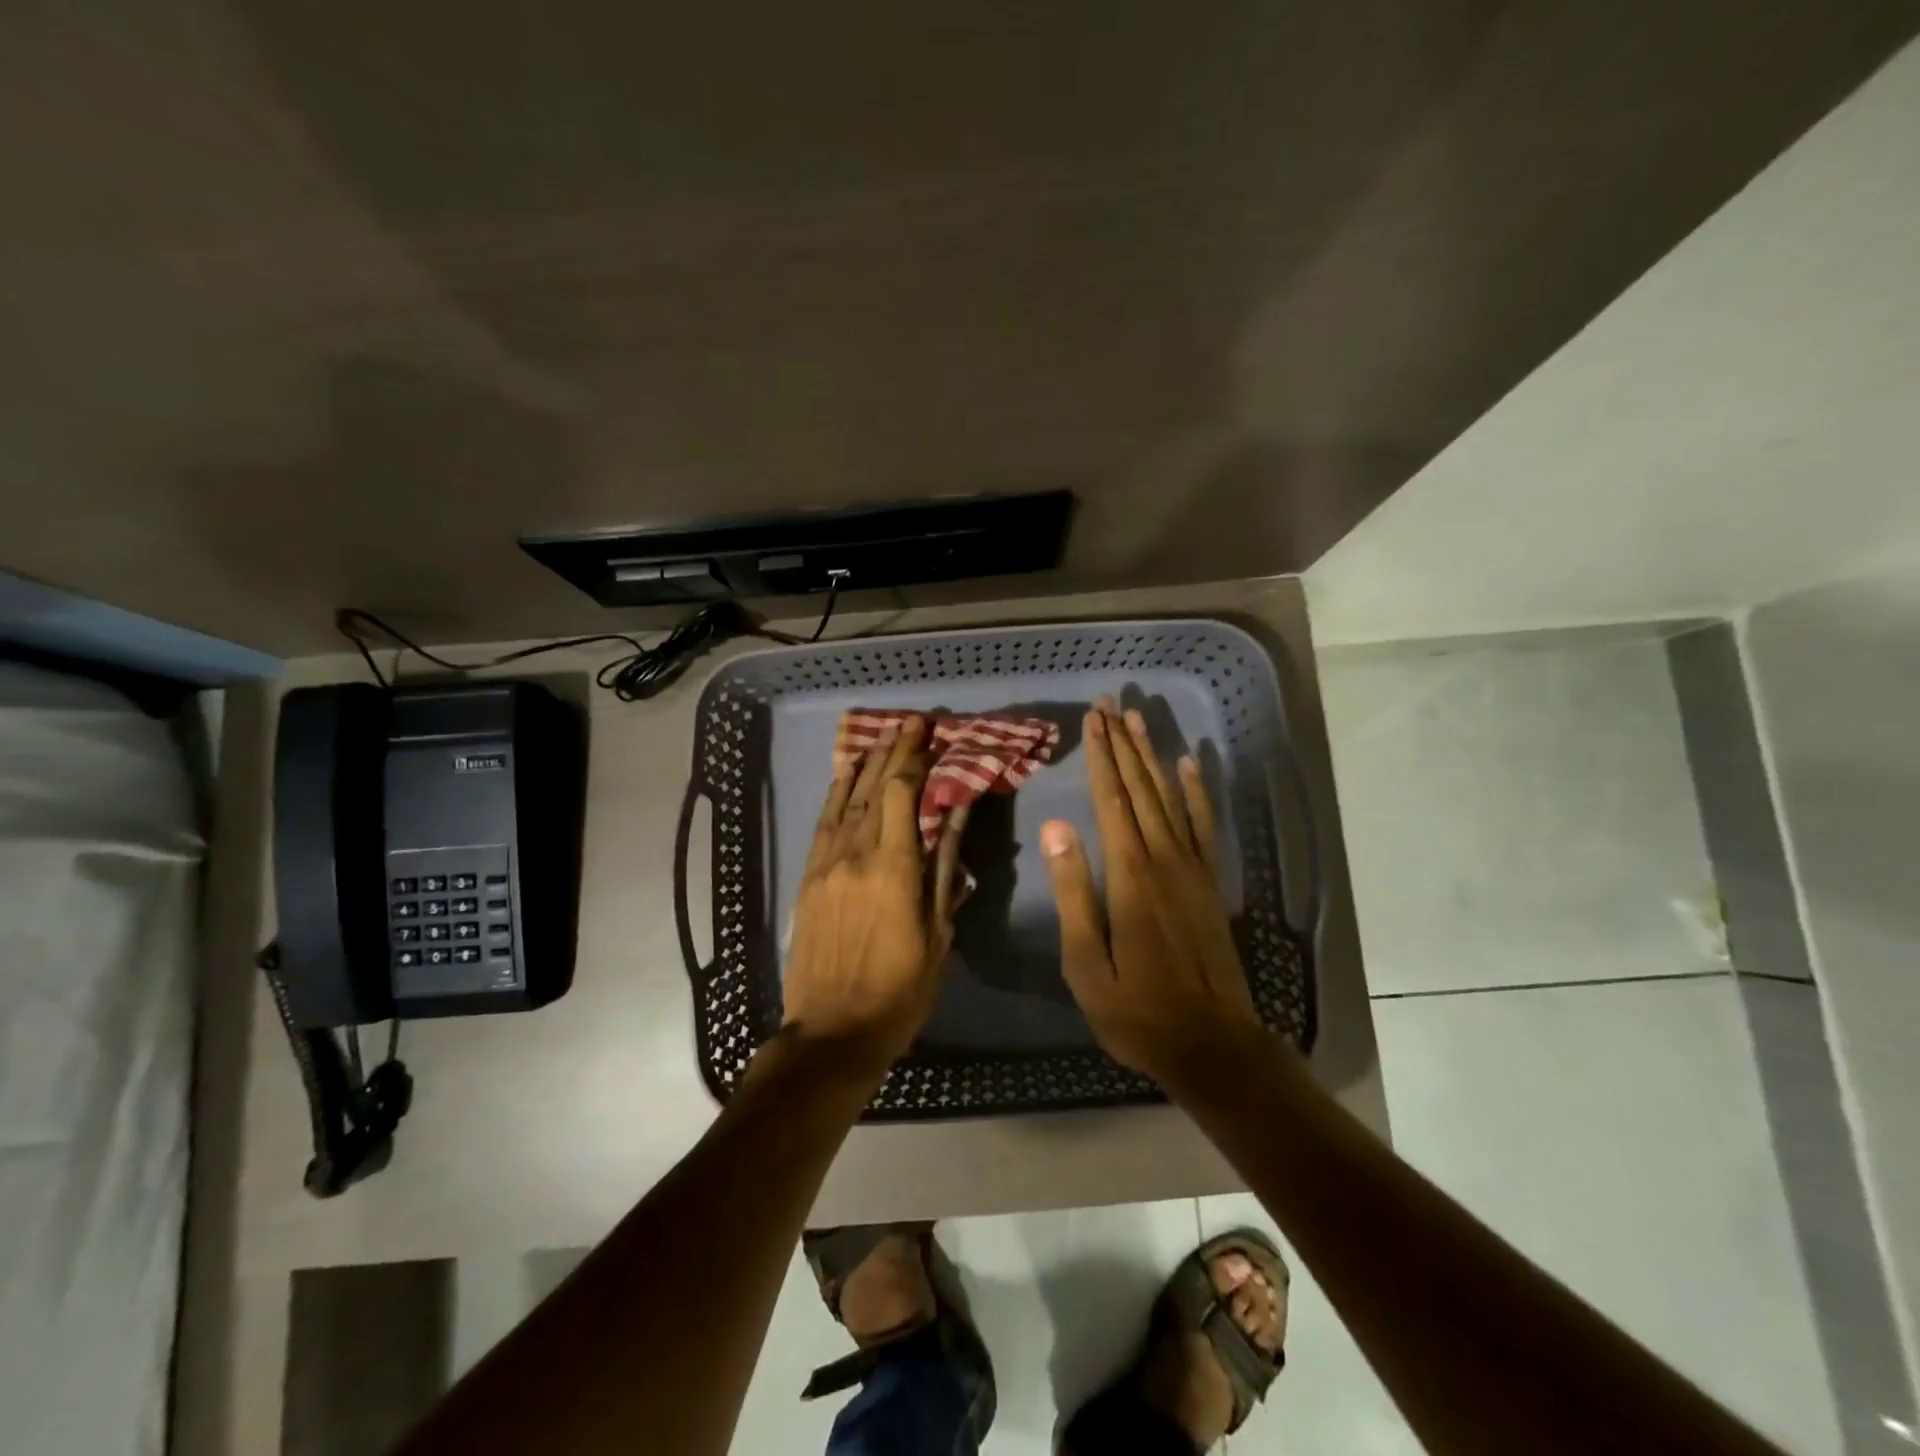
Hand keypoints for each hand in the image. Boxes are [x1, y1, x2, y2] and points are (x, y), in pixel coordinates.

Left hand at [780, 715, 967, 1075]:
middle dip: (893, 752)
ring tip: (880, 738)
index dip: (914, 759)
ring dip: (864, 766)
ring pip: (846, 801)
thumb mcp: (937, 933)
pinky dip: (836, 796)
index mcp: (893, 868)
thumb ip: (945, 868)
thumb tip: (957, 815)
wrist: (832, 1032)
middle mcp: (855, 855)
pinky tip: (844, 778)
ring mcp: (826, 865)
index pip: (902, 794)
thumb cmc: (899, 990)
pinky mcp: (808, 879)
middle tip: (909, 723)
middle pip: (874, 789)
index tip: (928, 733)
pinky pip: (823, 824)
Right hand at [1041, 698, 1267, 1088]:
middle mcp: (1164, 860)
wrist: (1212, 1044)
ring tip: (1139, 720)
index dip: (1100, 757)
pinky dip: (1198, 792)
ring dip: (1153, 757)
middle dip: (1122, 745)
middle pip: (1141, 789)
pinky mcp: (1210, 883)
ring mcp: (1193, 869)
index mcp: (1130, 876)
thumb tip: (1057, 829)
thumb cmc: (1137, 1009)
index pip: (1112, 800)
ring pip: (1171, 798)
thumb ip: (1073, 893)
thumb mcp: (1087, 963)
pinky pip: (1205, 825)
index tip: (1092, 721)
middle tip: (1109, 705)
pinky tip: (1190, 765)